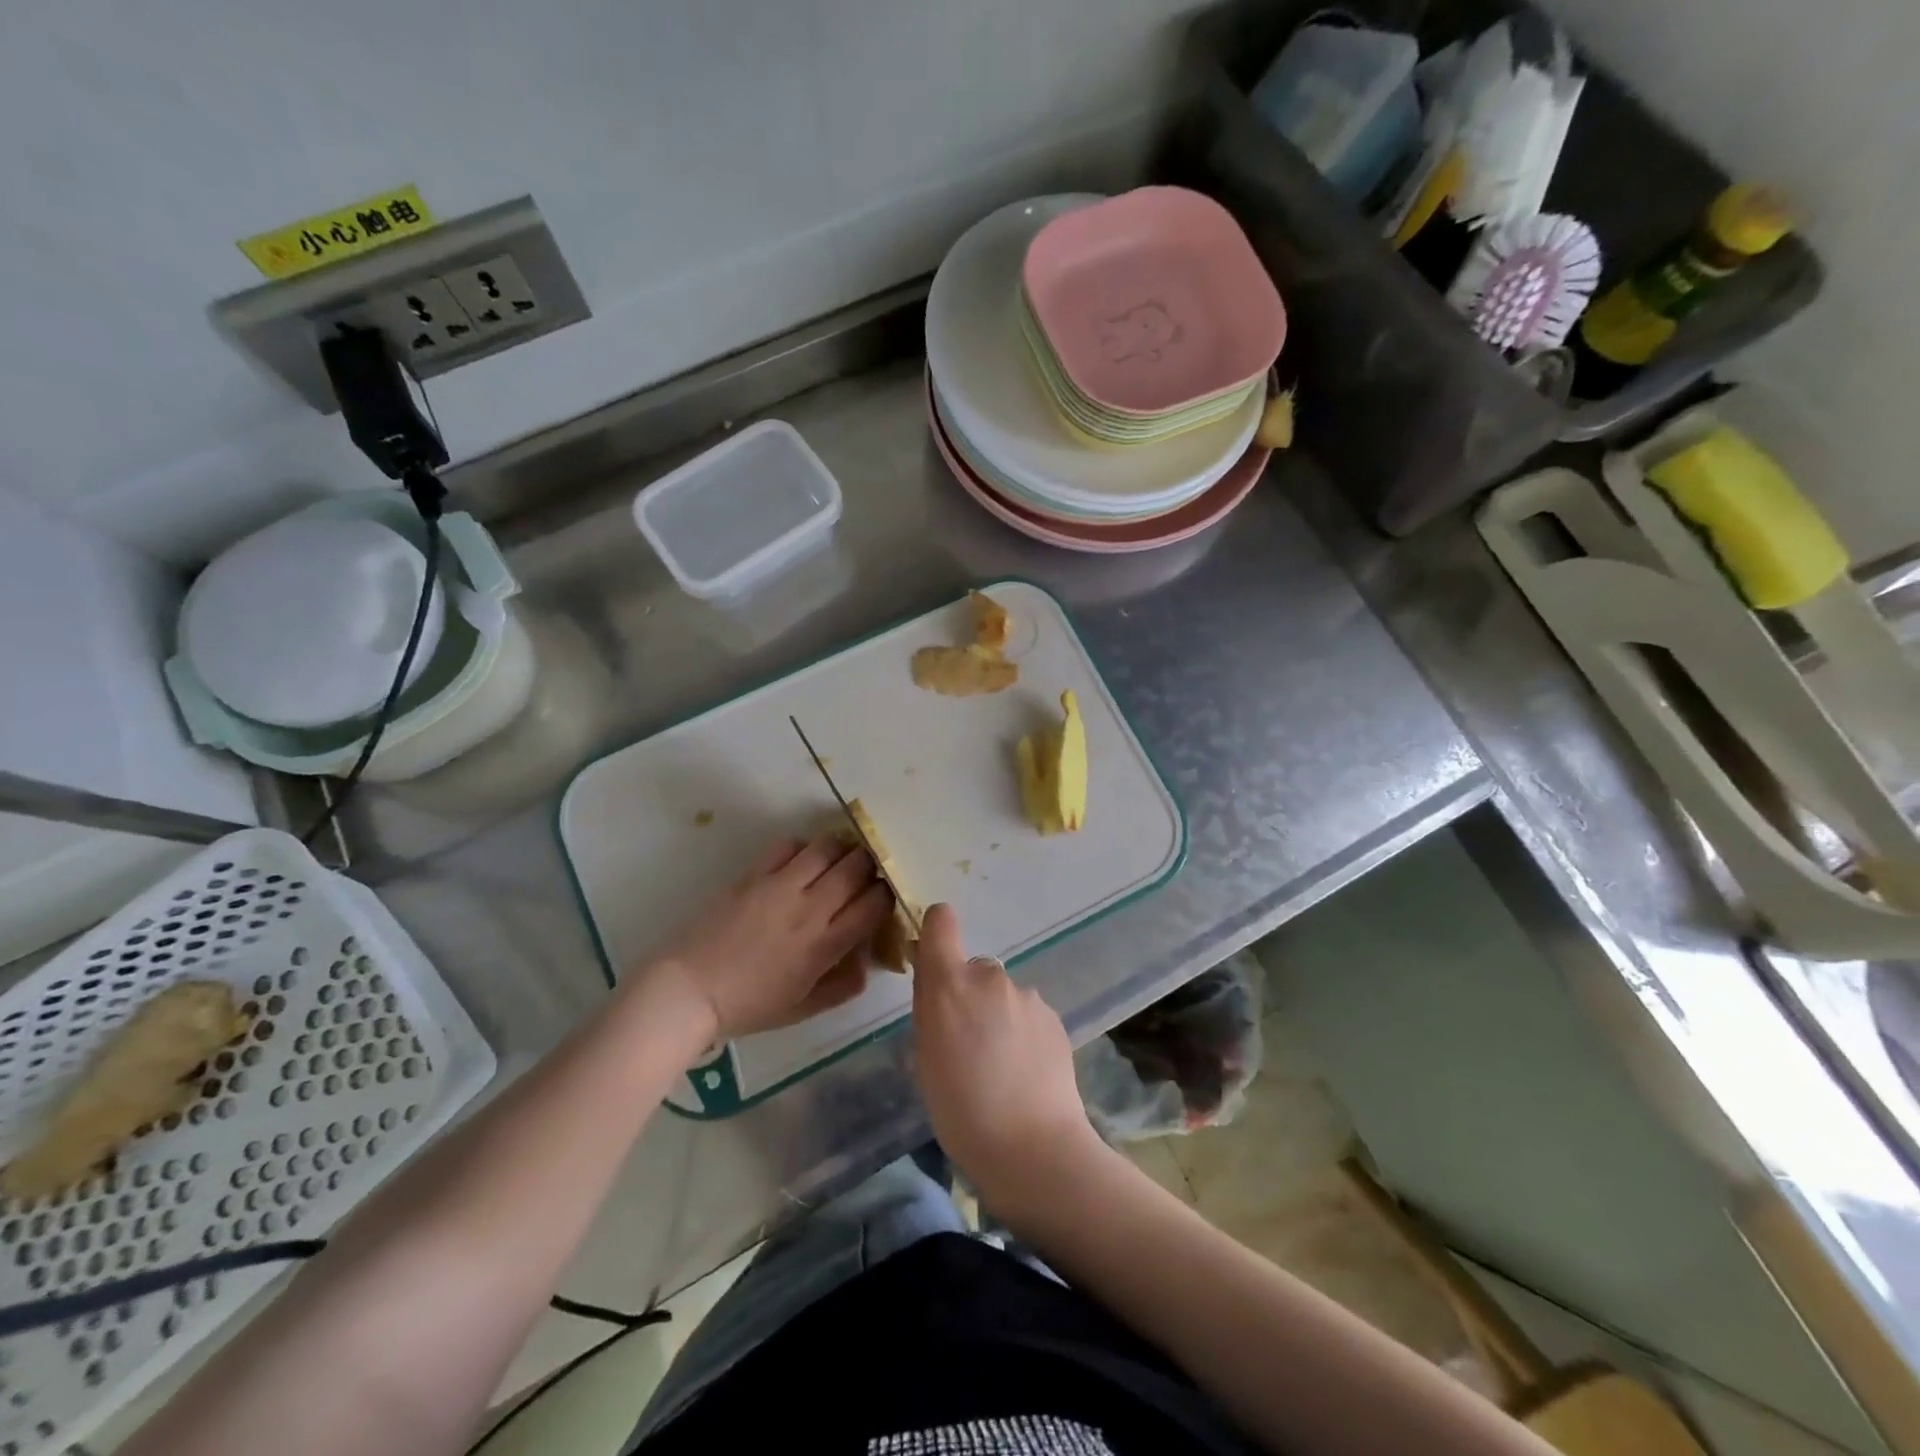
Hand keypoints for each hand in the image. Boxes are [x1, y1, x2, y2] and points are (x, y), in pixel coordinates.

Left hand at [639, 836, 891, 1047]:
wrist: (690, 990)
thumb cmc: (750, 1006)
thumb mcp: (805, 1008)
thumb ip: (844, 985)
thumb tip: (867, 960)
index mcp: (826, 945)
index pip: (875, 904)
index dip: (886, 895)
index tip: (882, 898)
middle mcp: (810, 908)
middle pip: (857, 867)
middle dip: (870, 866)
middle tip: (865, 874)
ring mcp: (781, 886)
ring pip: (828, 848)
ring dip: (841, 850)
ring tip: (838, 860)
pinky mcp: (754, 875)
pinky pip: (789, 845)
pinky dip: (803, 849)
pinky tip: (800, 862)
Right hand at [910, 904, 1099, 1205]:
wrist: (1033, 1148)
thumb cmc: (961, 1111)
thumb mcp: (925, 1059)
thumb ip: (931, 1010)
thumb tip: (938, 985)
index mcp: (950, 984)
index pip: (941, 921)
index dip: (936, 931)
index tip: (934, 960)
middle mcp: (990, 977)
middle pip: (973, 969)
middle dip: (968, 994)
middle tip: (968, 1043)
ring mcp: (1027, 995)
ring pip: (1002, 995)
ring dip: (997, 1016)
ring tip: (1000, 1066)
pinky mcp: (1054, 1017)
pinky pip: (1027, 1014)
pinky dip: (1022, 1032)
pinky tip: (1024, 1072)